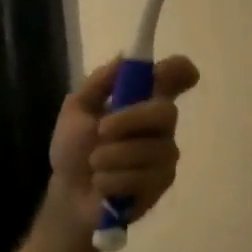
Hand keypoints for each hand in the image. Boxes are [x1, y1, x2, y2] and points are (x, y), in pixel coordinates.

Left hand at [50, 55, 199, 229]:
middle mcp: (160, 126)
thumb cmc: (74, 150)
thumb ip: (99, 83)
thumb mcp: (76, 110)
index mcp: (142, 102)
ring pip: (149, 149)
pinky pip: (142, 177)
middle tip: (101, 130)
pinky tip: (104, 185)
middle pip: (166, 112)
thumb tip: (125, 56)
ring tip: (95, 166)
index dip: (180, 71)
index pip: (173, 79)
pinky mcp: (161, 184)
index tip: (183, 71)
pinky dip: (113, 181)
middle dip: (130, 120)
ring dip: (111, 157)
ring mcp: (164, 156)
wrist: (68, 194)